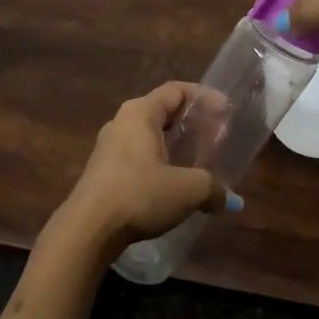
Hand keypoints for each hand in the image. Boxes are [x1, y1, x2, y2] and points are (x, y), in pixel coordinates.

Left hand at [58, 82, 235, 249]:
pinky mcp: (104, 171)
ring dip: (176, 145)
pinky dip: (161, 162)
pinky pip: (139, 156)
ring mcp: (109, 147)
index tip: (226, 111)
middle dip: (193, 123)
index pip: (176, 90)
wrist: (88, 228)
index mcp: (140, 113)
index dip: (204, 97)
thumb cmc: (140, 194)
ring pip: (150, 136)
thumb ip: (213, 188)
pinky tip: (174, 184)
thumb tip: (230, 201)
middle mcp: (122, 122)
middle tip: (217, 139)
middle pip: (163, 112)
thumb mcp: (187, 190)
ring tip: (199, 162)